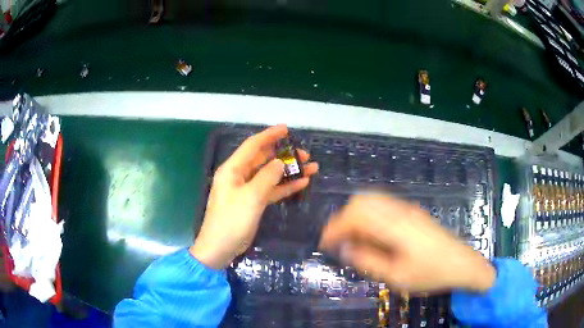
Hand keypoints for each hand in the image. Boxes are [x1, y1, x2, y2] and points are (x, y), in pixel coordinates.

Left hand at [191, 125, 318, 268]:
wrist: (220, 248)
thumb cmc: (231, 220)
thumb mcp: (250, 197)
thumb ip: (267, 177)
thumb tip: (280, 163)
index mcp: (233, 169)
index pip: (253, 146)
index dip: (269, 135)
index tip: (287, 129)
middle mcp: (239, 176)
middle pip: (264, 159)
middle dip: (284, 155)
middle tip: (306, 154)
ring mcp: (247, 190)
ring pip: (270, 175)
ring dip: (289, 171)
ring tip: (311, 167)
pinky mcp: (253, 203)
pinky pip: (271, 190)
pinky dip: (285, 186)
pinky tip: (302, 183)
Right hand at [319, 194, 494, 292]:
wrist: (463, 264)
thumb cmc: (431, 274)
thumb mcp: (397, 277)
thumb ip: (368, 261)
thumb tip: (345, 248)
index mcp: (396, 226)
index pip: (356, 214)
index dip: (335, 226)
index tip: (325, 243)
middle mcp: (400, 210)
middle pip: (362, 200)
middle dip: (343, 219)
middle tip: (338, 242)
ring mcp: (408, 209)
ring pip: (372, 200)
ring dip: (356, 216)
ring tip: (352, 239)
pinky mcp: (412, 212)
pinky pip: (383, 206)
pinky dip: (369, 216)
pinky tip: (371, 235)